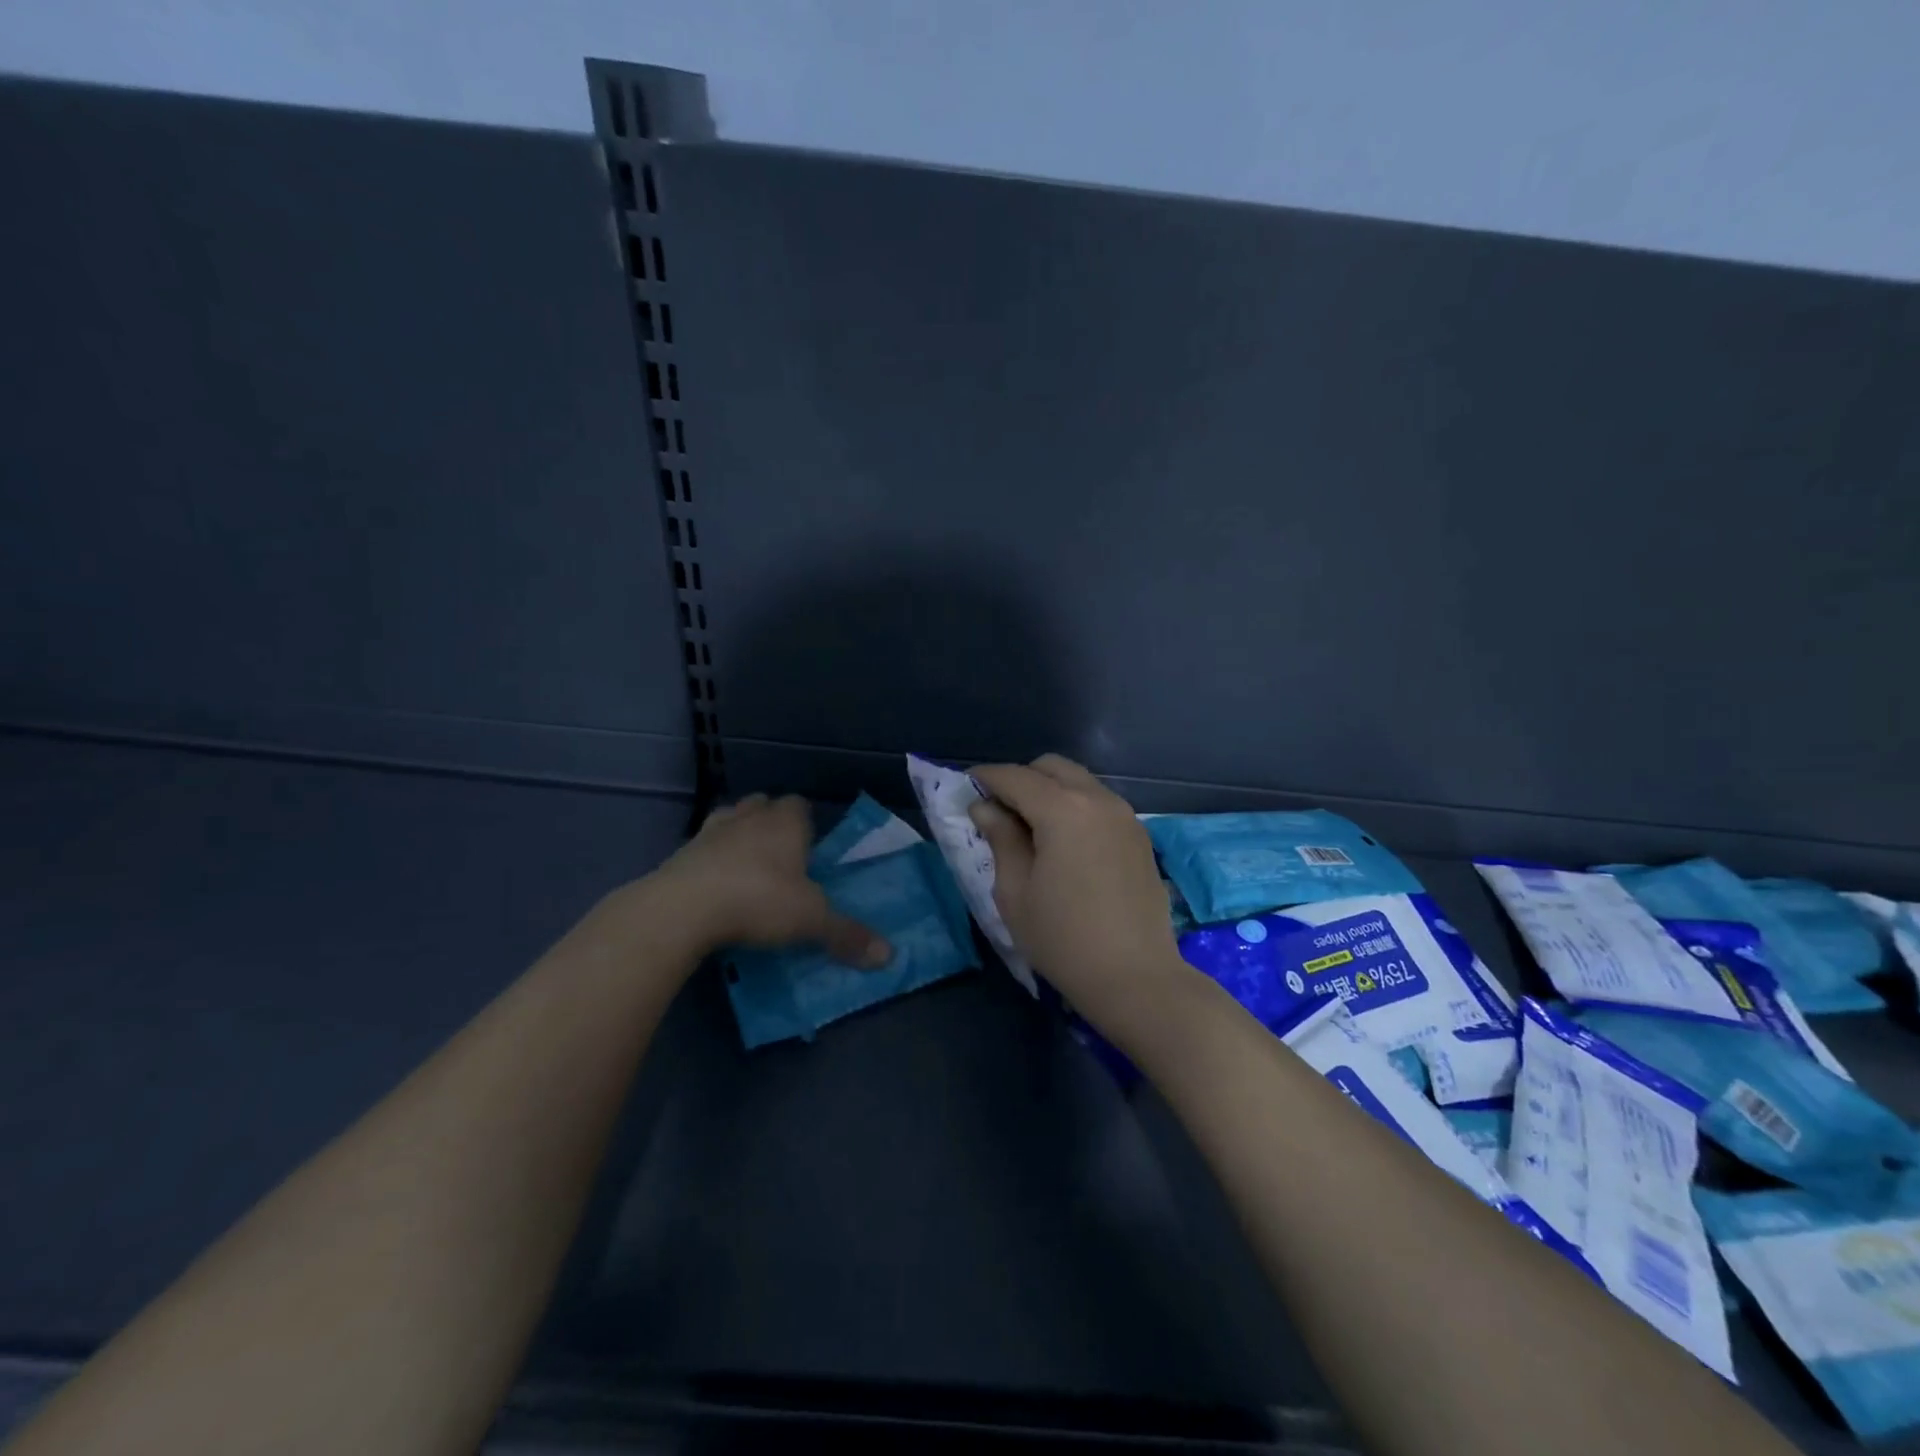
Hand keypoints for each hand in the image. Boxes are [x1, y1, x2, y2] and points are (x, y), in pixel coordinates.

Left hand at [653, 795, 889, 965]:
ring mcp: (710, 832)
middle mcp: (749, 817)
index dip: (805, 823)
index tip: (810, 849)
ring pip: (730, 820)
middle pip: (763, 806)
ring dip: (738, 836)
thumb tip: (889, 956)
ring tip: (746, 868)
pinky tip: (714, 887)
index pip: (800, 806)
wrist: (682, 909)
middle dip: (771, 824)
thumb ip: (847, 935)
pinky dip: (709, 861)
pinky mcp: (680, 853)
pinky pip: (701, 848)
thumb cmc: (759, 901)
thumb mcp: (811, 922)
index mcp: (785, 822)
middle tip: (781, 858)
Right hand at [967, 755, 1194, 1042]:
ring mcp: (1125, 816)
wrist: (1135, 977)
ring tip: (1030, 827)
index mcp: (1063, 810)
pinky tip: (1064, 842)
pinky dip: (1075, 806)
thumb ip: (1001, 839)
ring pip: (1079, 782)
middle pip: (1051, 767)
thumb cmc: (1063, 939)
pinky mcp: (1139, 836)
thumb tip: (986, 807)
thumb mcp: (1015, 892)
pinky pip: (1099, 803)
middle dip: (1020, 779)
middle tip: (998, 810)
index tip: (965, 787)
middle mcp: (1098, 800)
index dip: (985, 778)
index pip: (1015, 777)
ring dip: (1050, 791)